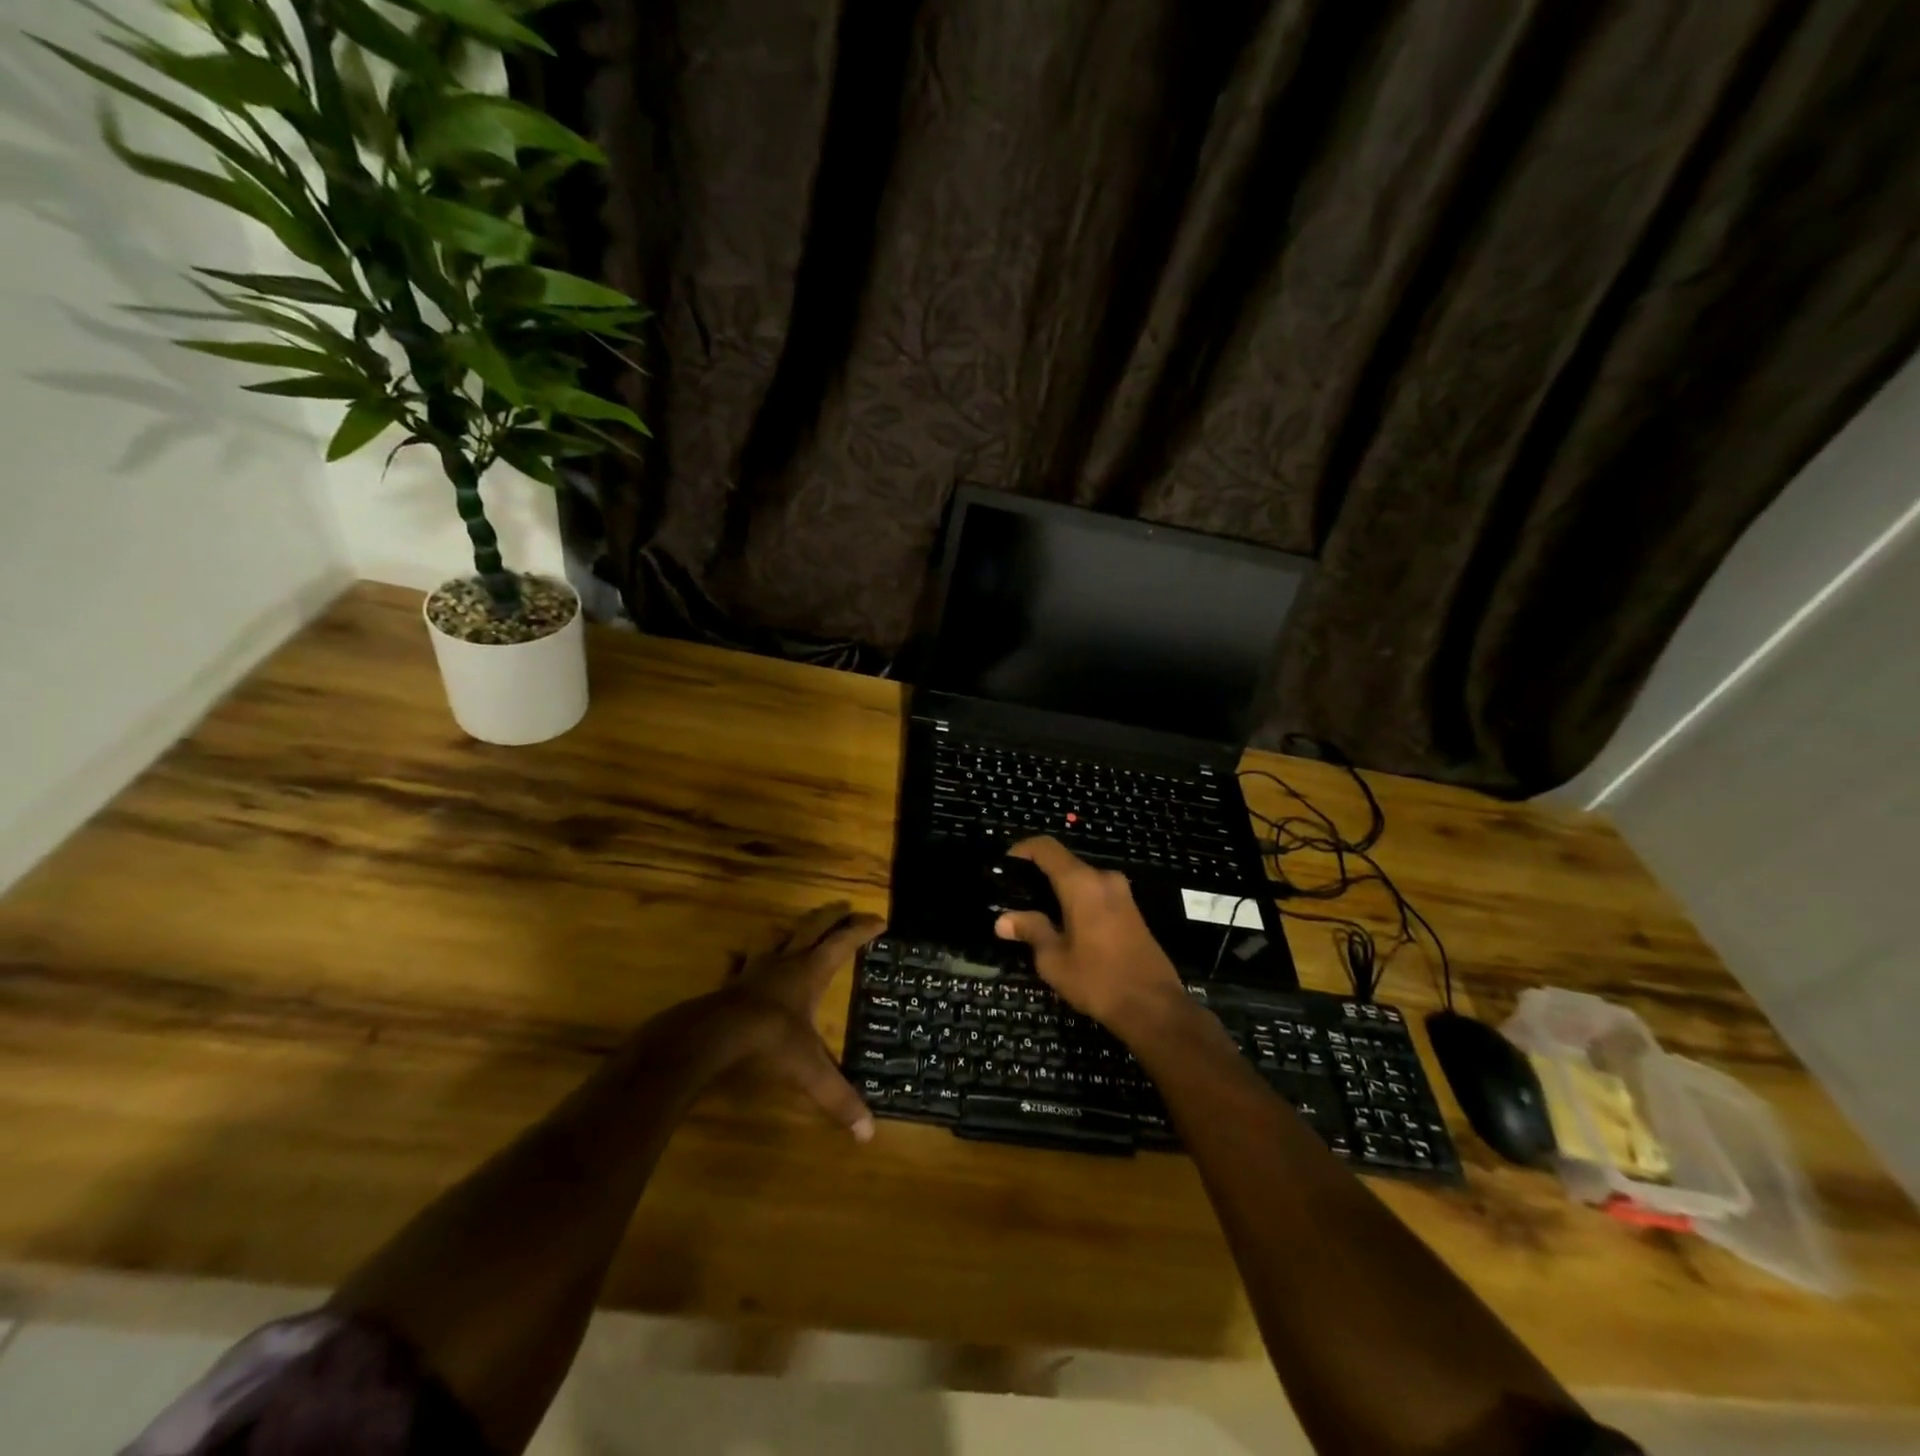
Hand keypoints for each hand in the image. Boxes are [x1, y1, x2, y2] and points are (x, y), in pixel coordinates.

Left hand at [722, 901, 885, 1140]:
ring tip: (793, 929)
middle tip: (844, 907)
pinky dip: (742, 959)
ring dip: (788, 931)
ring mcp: (753, 970)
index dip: (862, 930)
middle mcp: (785, 963)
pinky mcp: (729, 984)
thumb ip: (839, 1098)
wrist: (711, 1037)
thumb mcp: (810, 1072)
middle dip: (830, 916)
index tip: (880, 921)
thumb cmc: (769, 1043)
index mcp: (810, 973)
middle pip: (811, 928)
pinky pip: (737, 963)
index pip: (843, 943)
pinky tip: (738, 960)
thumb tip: (868, 1134)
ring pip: (774, 938)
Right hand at [993, 838, 1190, 1044]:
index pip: (1046, 848)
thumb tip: (1002, 920)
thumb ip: (1030, 930)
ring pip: (1082, 880)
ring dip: (1059, 891)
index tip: (1004, 866)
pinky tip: (1064, 926)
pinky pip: (1097, 894)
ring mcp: (1122, 893)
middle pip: (1064, 863)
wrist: (1155, 1007)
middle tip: (1015, 898)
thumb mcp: (1054, 959)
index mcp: (1082, 883)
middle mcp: (1104, 879)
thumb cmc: (1098, 980)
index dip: (1022, 850)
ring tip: (1035, 914)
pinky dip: (1077, 901)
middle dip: (1038, 876)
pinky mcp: (1132, 910)